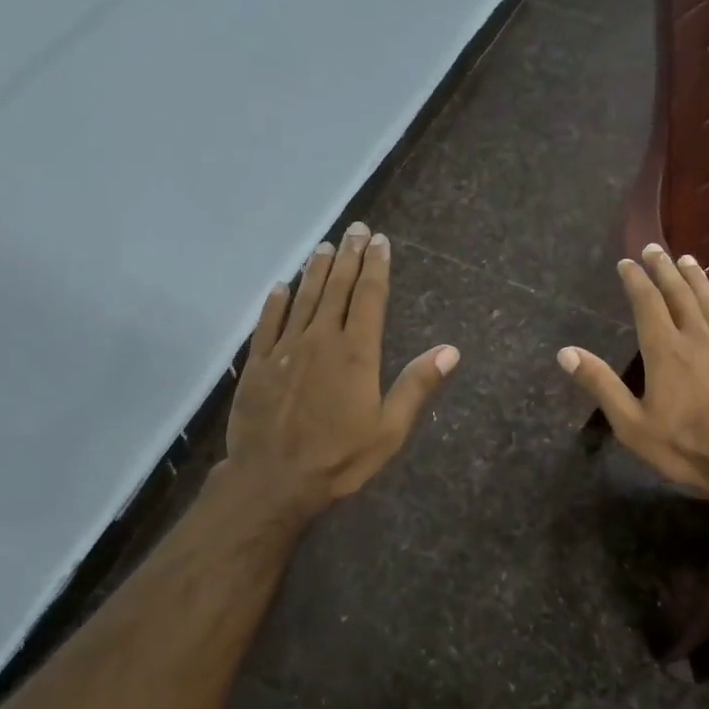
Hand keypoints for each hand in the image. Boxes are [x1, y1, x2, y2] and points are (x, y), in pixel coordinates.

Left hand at [222, 224, 458, 523]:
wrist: (273, 480)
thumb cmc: (339, 458)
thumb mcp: (389, 430)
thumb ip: (417, 386)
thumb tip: (450, 350)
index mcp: (356, 352)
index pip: (369, 297)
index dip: (376, 266)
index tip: (380, 241)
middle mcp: (320, 339)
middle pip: (337, 288)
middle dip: (349, 256)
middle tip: (356, 229)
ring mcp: (286, 348)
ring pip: (304, 297)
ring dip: (316, 269)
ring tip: (325, 245)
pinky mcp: (258, 363)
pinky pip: (268, 322)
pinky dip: (276, 301)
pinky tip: (281, 286)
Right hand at [556, 244, 708, 516]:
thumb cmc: (685, 447)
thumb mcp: (631, 424)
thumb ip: (601, 384)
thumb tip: (566, 352)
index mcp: (665, 351)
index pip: (647, 304)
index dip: (636, 280)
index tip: (627, 262)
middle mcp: (698, 339)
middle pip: (680, 295)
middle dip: (664, 270)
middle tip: (654, 248)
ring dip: (698, 280)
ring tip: (688, 260)